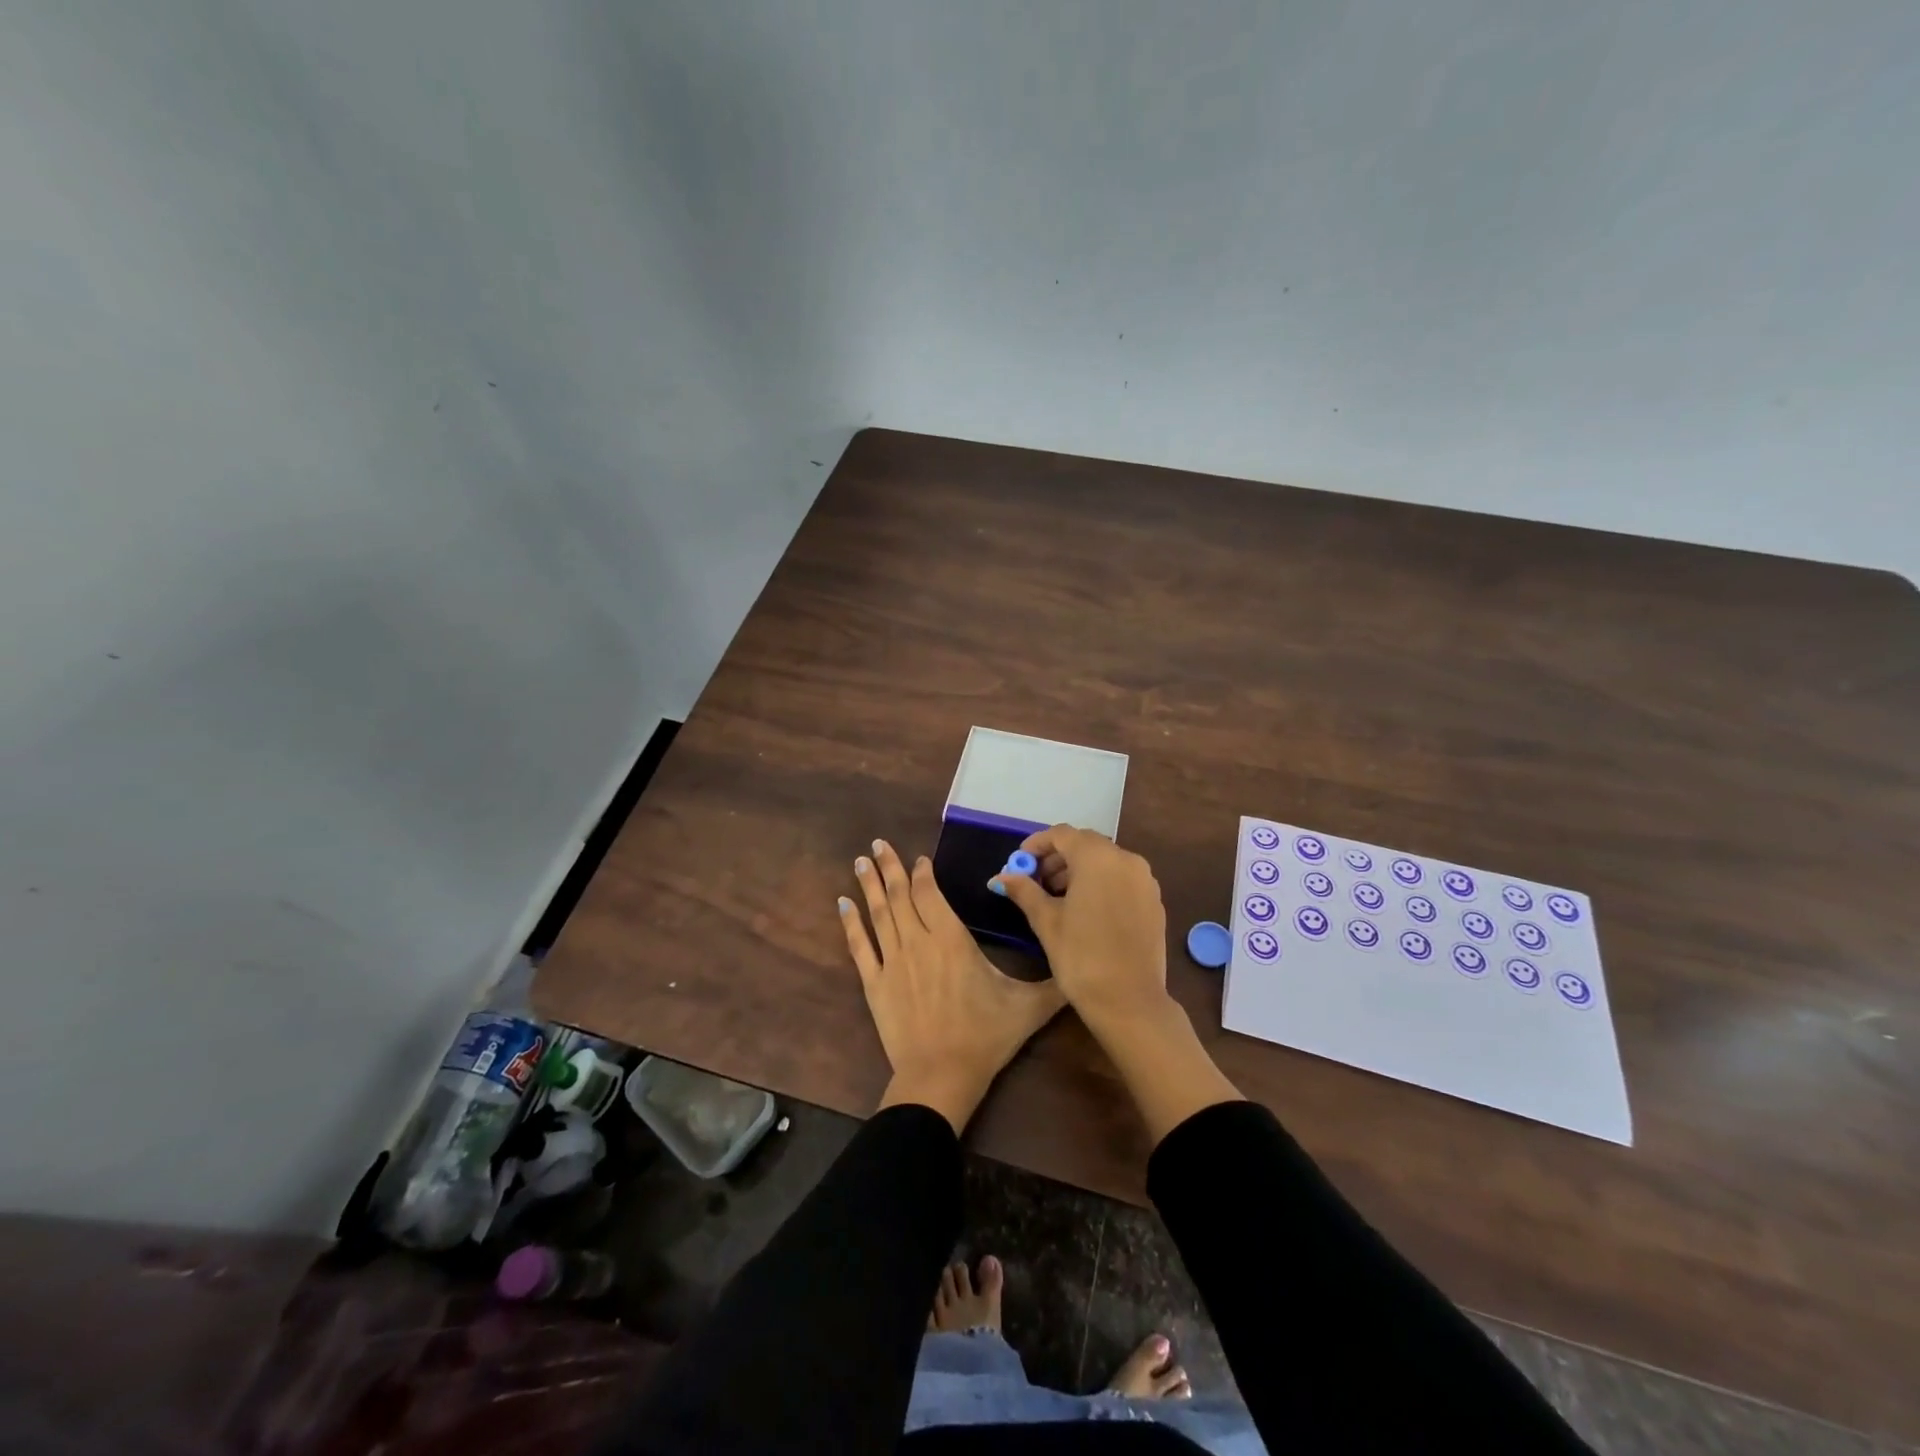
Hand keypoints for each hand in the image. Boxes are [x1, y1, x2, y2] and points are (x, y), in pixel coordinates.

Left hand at [841, 839, 1064, 1133]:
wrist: (940, 1076)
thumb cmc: (985, 1037)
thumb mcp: (1028, 1008)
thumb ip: (1055, 983)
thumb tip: (1080, 964)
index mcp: (952, 939)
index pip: (931, 893)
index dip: (924, 873)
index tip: (921, 859)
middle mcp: (918, 941)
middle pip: (901, 895)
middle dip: (890, 866)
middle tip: (878, 842)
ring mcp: (892, 961)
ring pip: (879, 913)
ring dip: (870, 884)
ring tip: (861, 860)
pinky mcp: (874, 983)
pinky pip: (860, 946)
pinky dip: (850, 922)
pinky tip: (843, 903)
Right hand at [990, 826, 1170, 1028]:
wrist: (1130, 1002)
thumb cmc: (1081, 957)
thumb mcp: (1046, 921)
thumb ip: (1024, 891)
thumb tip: (1000, 877)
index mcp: (1098, 858)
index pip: (1062, 834)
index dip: (1037, 844)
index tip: (1020, 861)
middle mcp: (1126, 860)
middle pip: (1086, 844)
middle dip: (1058, 857)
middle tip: (1035, 880)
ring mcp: (1145, 881)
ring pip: (1106, 861)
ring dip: (1079, 870)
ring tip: (1057, 897)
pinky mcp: (1154, 902)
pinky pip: (1122, 879)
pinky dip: (1101, 883)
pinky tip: (1085, 910)